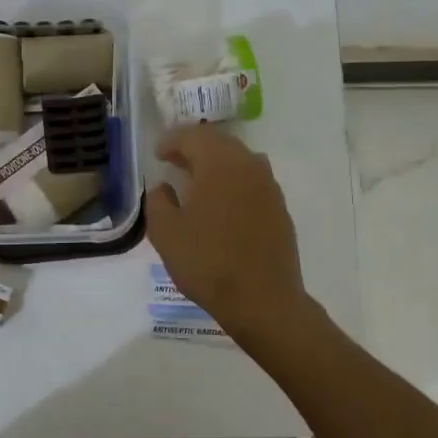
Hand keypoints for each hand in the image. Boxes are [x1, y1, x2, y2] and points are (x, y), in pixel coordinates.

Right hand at [145, 124, 304, 332]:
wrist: (263, 300)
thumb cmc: (208, 262)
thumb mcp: (166, 232)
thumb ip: (158, 201)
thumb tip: (164, 187)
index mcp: (219, 164)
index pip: (193, 136)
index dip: (171, 140)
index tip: (157, 153)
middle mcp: (249, 166)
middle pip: (219, 143)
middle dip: (194, 147)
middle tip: (174, 161)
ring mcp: (269, 187)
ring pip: (239, 160)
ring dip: (216, 163)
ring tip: (197, 180)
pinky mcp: (280, 208)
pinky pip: (252, 181)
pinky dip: (233, 182)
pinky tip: (222, 204)